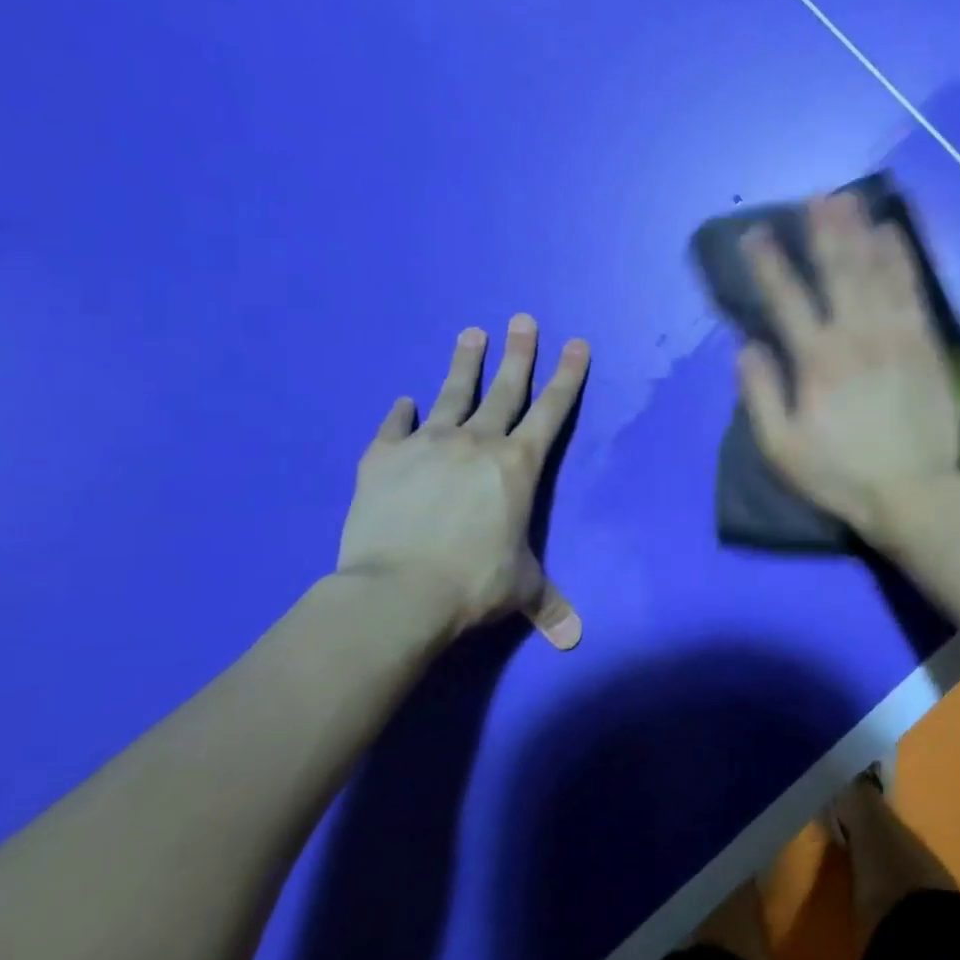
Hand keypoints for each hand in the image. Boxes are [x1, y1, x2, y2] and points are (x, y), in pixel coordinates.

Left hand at [337, 315, 589, 648]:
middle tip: (523, 319)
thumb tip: (574, 640)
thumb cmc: (473, 584)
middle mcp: (476, 443)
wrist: (396, 592)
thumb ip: (549, 604)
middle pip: (503, 389)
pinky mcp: (382, 459)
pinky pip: (393, 429)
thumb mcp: (521, 590)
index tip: (576, 343)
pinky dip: (398, 415)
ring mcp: (426, 445)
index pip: (550, 411)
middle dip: (519, 353)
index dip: (567, 376)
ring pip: (450, 395)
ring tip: (471, 333)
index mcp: (517, 465)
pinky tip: (400, 402)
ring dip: (463, 364)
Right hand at [737, 194, 959, 540]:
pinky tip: (893, 234)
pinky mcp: (926, 345)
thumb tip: (747, 347)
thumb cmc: (841, 476)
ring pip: (876, 272)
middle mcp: (856, 336)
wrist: (915, 494)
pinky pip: (913, 291)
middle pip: (837, 271)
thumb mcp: (782, 448)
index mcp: (817, 361)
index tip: (755, 233)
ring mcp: (896, 336)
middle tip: (816, 197)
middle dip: (823, 231)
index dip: (769, 263)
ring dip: (860, 232)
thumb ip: (761, 395)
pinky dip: (902, 259)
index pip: (786, 299)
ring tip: (849, 201)